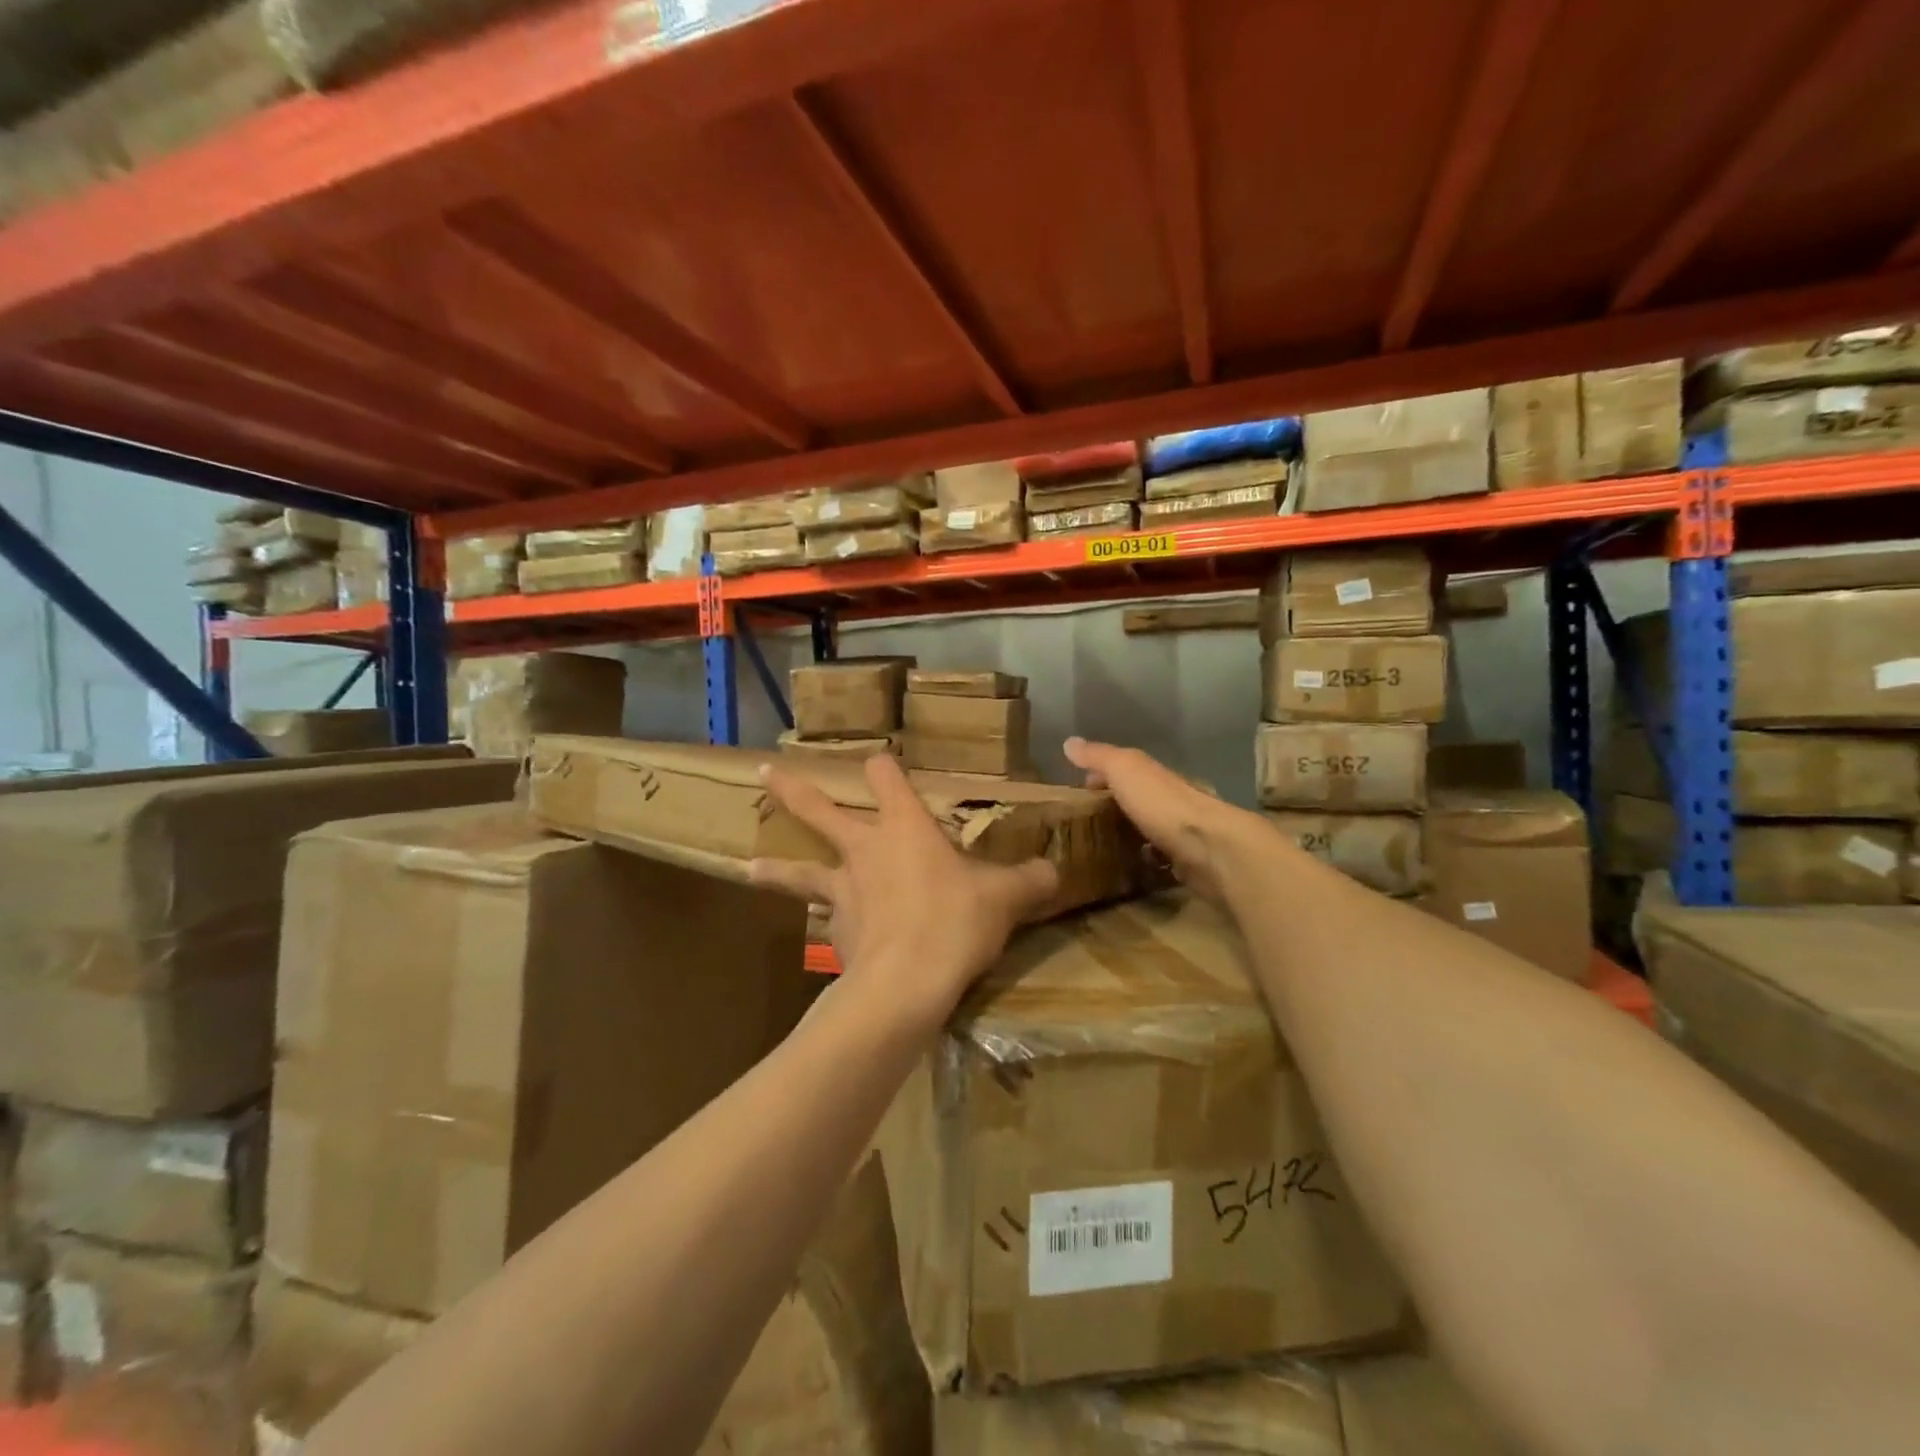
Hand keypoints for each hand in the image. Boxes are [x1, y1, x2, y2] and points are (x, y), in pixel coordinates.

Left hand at [749, 754, 1059, 1030]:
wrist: (906, 984)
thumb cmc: (955, 921)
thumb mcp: (1005, 898)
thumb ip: (1030, 880)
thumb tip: (1055, 871)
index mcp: (904, 827)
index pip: (887, 777)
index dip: (884, 765)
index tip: (878, 758)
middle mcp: (865, 850)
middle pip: (820, 811)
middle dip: (792, 790)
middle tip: (763, 773)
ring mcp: (843, 891)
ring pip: (801, 873)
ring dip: (776, 869)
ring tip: (747, 868)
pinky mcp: (837, 932)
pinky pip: (827, 921)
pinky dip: (827, 924)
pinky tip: (831, 935)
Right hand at [1063, 736, 1258, 901]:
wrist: (1209, 847)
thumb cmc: (1162, 803)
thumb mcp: (1124, 770)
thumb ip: (1098, 756)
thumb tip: (1069, 741)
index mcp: (1154, 775)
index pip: (1125, 769)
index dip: (1102, 775)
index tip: (1079, 789)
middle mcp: (1169, 799)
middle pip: (1139, 798)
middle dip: (1116, 805)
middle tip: (1085, 821)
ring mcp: (1180, 831)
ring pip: (1150, 827)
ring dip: (1132, 833)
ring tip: (1101, 847)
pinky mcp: (1186, 861)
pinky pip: (1161, 857)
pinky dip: (1147, 859)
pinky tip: (1129, 869)